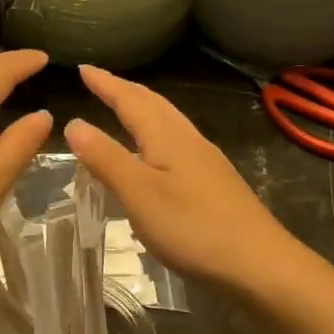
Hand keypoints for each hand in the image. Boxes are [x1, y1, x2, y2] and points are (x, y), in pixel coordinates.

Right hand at [63, 65, 300, 290]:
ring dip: (144, 110)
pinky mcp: (215, 184)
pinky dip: (157, 135)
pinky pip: (178, 143)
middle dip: (125, 91)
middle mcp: (189, 141)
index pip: (130, 100)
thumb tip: (74, 123)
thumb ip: (107, 159)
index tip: (82, 69)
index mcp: (167, 138)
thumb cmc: (193, 227)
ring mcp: (207, 162)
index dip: (105, 84)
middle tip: (100, 82)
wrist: (259, 264)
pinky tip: (156, 155)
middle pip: (154, 105)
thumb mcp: (139, 194)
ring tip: (124, 110)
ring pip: (169, 123)